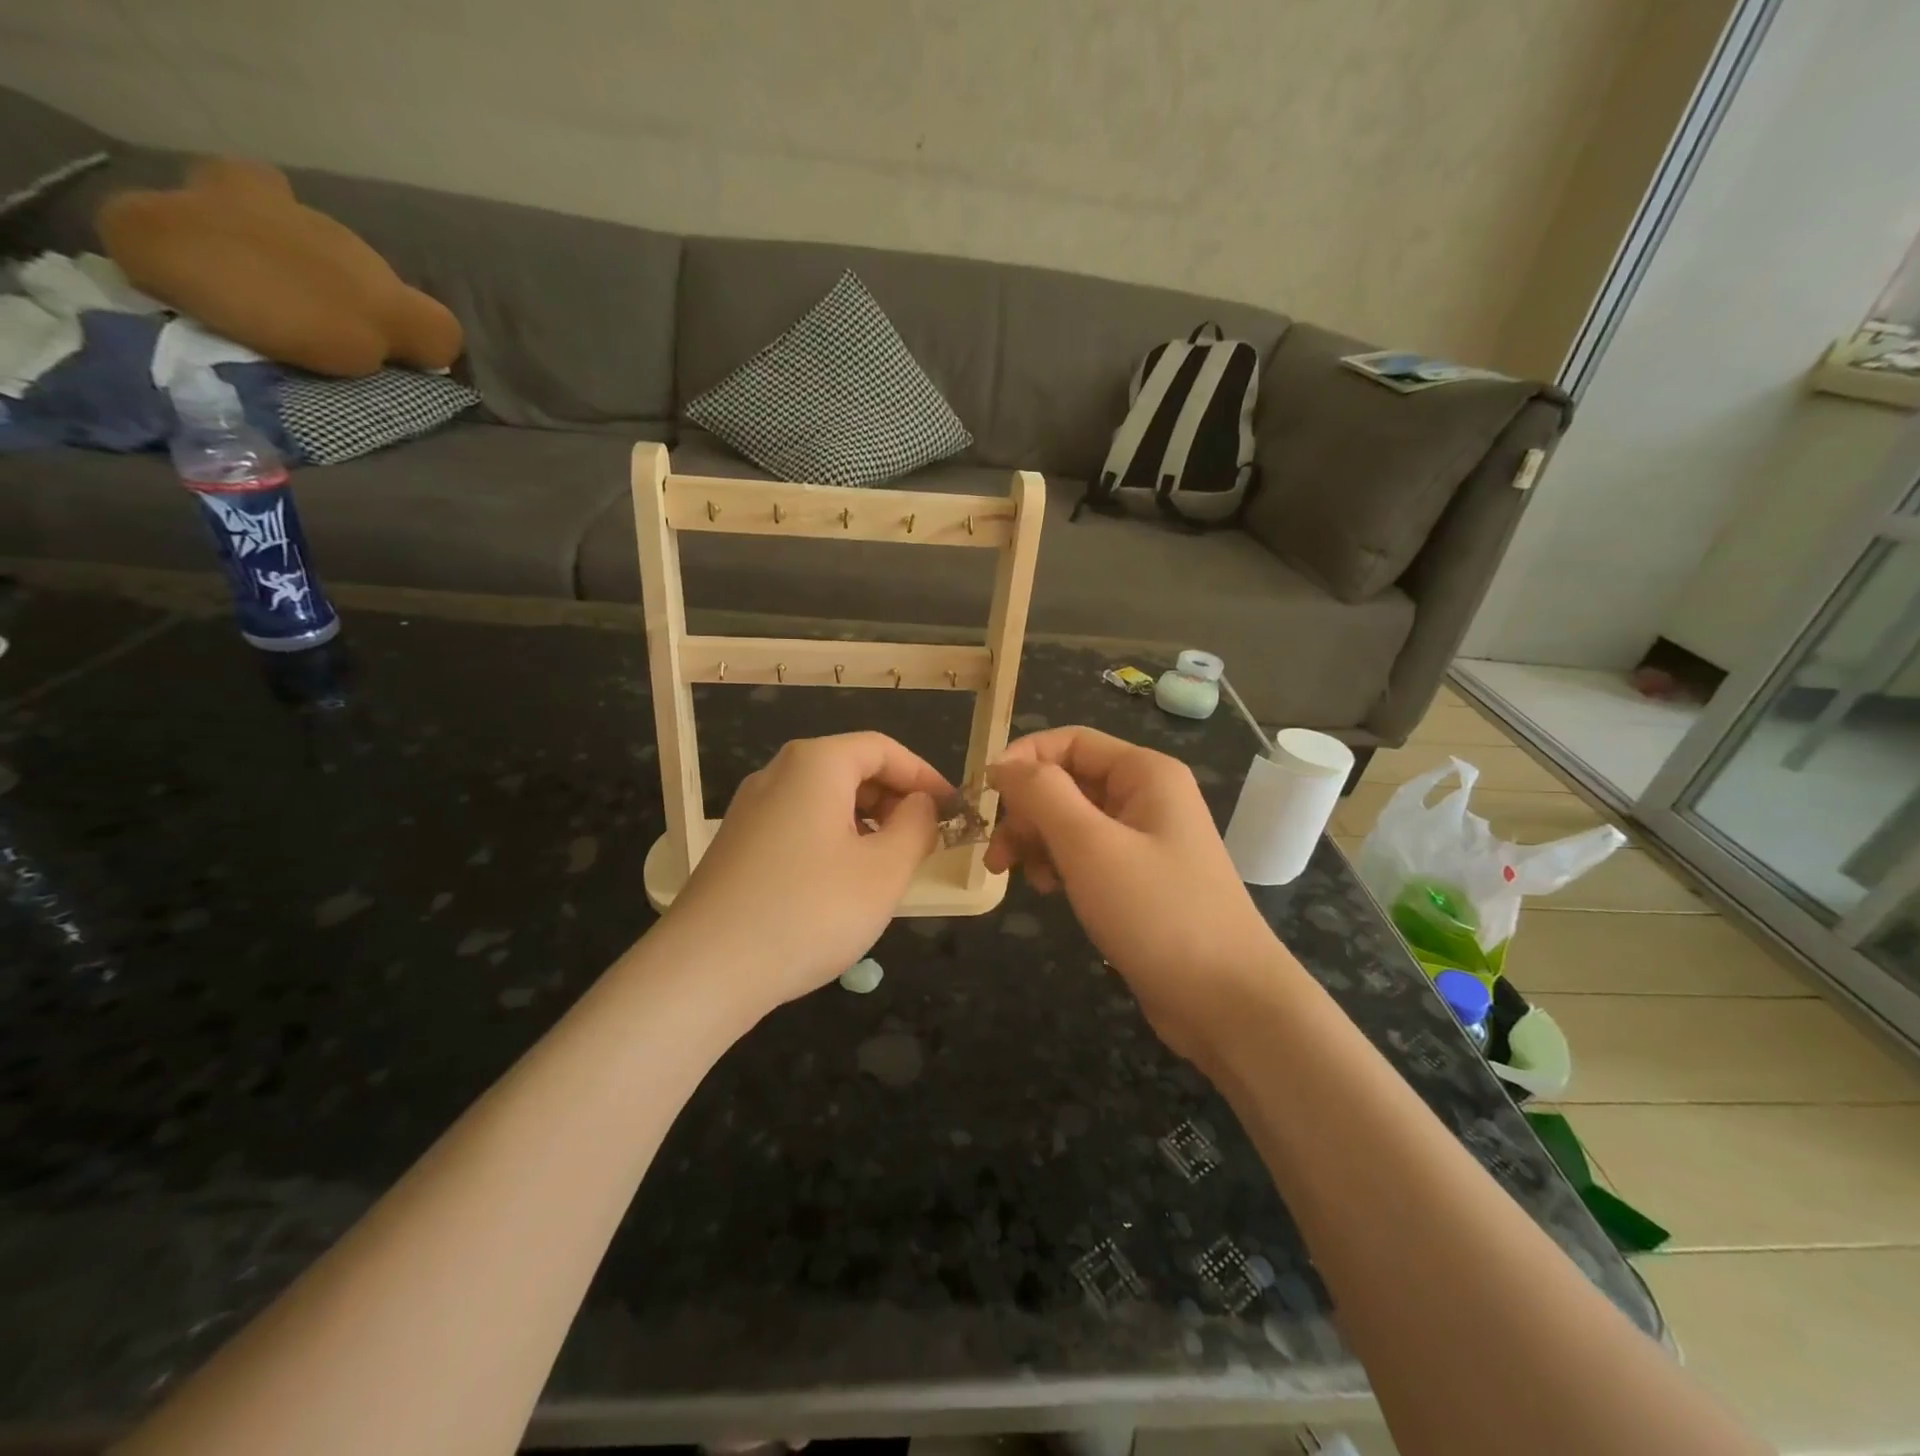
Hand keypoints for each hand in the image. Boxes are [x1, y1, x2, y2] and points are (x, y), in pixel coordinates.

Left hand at [665, 732, 950, 1016]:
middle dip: (895, 799)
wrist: (705, 971)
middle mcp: (777, 773)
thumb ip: (916, 826)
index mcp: (815, 764)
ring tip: (889, 866)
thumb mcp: (884, 870)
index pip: (883, 748)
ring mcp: (751, 809)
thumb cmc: (809, 911)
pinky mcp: (737, 844)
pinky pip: (799, 824)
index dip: (925, 775)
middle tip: (924, 841)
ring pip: (825, 799)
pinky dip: (834, 840)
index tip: (952, 810)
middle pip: (851, 768)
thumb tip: (921, 804)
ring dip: (866, 822)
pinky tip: (842, 884)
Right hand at [986, 726, 1291, 1060]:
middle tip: (998, 855)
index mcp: (1144, 774)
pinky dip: (1061, 865)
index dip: (1023, 760)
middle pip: (1068, 782)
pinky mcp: (1140, 878)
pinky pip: (1087, 854)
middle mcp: (1146, 796)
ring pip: (1072, 820)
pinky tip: (1051, 891)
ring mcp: (1145, 839)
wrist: (1226, 1002)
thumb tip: (1003, 764)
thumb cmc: (1157, 913)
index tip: (984, 797)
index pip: (1069, 741)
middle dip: (1027, 811)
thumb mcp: (1090, 846)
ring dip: (1038, 842)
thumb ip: (1042, 795)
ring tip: (1021, 879)